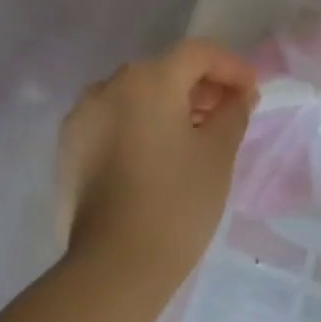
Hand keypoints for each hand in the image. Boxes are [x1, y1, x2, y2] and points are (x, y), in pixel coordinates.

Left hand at [55, 38, 257, 278]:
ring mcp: (82, 116)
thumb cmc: (176, 202)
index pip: (197, 54)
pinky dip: (139, 125)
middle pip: (163, 71)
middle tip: (227, 113)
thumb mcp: (217, 153)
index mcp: (147, 79)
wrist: (113, 267)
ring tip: (194, 135)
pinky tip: (157, 155)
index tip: (251, 91)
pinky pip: (112, 120)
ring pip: (135, 95)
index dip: (230, 66)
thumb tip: (239, 96)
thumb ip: (233, 112)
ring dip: (168, 105)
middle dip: (199, 86)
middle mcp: (108, 86)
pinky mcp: (69, 148)